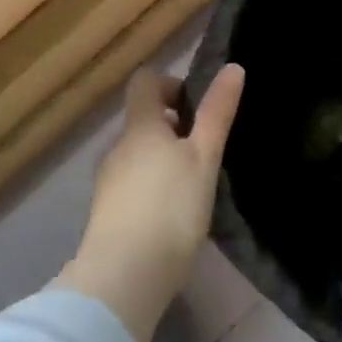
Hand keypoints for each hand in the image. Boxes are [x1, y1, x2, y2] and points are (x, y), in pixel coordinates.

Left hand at [55, 64, 244, 341]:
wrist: (126, 274)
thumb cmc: (171, 207)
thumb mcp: (204, 158)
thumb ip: (217, 114)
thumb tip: (233, 67)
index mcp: (140, 126)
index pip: (146, 82)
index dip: (172, 83)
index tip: (200, 107)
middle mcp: (118, 147)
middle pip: (144, 120)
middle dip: (175, 126)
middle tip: (208, 149)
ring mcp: (109, 181)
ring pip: (139, 154)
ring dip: (165, 158)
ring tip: (196, 184)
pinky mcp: (108, 211)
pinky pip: (134, 183)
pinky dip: (154, 186)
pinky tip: (175, 213)